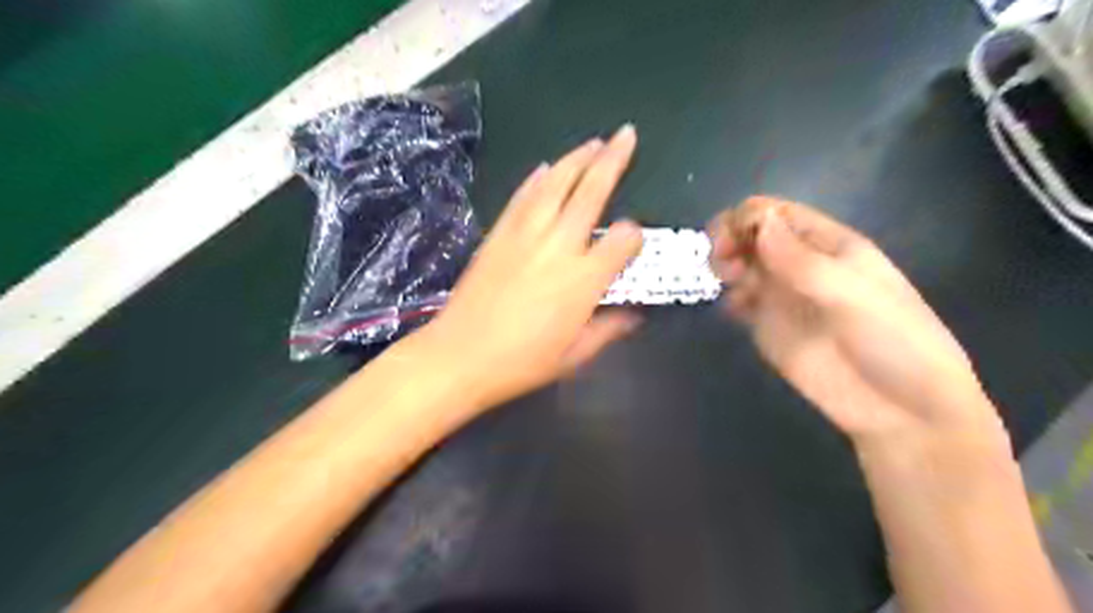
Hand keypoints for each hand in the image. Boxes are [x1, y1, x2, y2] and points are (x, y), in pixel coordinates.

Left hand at [417, 128, 640, 407]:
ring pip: (556, 182)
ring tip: (594, 142)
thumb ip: (609, 330)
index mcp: (584, 279)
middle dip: (613, 159)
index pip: (623, 240)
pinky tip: (546, 167)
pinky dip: (537, 179)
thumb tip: (635, 316)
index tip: (632, 242)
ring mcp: (525, 233)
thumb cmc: (521, 362)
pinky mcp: (498, 233)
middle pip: (592, 191)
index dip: (633, 236)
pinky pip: (522, 196)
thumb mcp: (575, 355)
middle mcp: (559, 245)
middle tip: (627, 134)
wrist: (459, 355)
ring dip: (577, 158)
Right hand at [709, 198, 1006, 447]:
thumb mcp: (853, 295)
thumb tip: (759, 221)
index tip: (730, 242)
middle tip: (722, 265)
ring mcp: (782, 297)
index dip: (747, 218)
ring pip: (741, 265)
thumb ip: (803, 261)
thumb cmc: (892, 342)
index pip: (777, 213)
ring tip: (728, 285)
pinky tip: (733, 312)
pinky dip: (728, 299)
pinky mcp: (769, 327)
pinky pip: (740, 302)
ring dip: (725, 266)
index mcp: (828, 245)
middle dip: (729, 240)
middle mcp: (800, 265)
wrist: (900, 409)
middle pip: (752, 235)